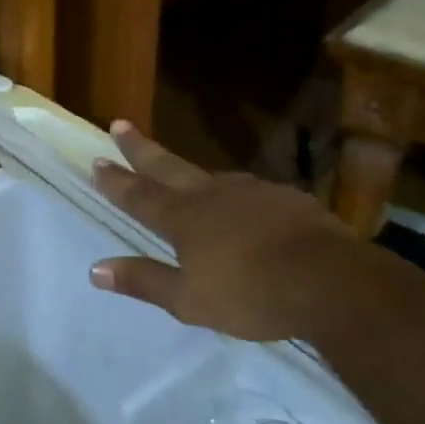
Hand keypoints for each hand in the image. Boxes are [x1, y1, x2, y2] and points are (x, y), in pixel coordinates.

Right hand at [89, 121, 367, 342]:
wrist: (329, 281)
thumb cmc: (250, 294)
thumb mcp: (188, 300)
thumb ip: (143, 281)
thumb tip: (95, 270)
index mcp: (184, 218)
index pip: (139, 195)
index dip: (116, 180)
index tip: (97, 160)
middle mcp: (212, 195)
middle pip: (168, 166)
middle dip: (140, 148)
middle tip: (119, 124)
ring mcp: (252, 192)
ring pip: (210, 175)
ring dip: (187, 169)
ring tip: (178, 168)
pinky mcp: (286, 198)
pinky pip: (249, 191)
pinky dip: (234, 193)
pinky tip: (243, 203)